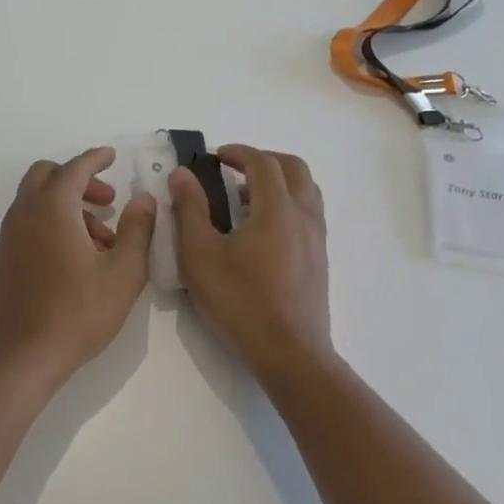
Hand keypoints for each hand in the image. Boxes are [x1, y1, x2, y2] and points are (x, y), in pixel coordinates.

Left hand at [0, 147, 155, 391]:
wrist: (19, 357)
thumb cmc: (77, 313)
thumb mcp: (123, 273)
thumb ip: (137, 230)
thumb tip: (144, 199)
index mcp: (52, 208)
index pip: (75, 168)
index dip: (96, 158)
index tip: (112, 156)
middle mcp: (24, 214)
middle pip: (47, 176)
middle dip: (79, 180)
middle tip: (107, 202)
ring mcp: (8, 237)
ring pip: (36, 202)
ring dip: (67, 206)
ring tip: (100, 241)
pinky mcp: (2, 260)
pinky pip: (28, 224)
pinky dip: (51, 223)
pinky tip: (75, 259)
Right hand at [170, 146, 334, 383]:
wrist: (289, 352)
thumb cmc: (240, 301)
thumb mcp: (200, 255)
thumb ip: (190, 210)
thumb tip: (182, 174)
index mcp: (277, 209)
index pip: (263, 163)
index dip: (238, 152)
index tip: (215, 156)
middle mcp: (304, 216)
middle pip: (294, 168)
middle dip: (264, 159)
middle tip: (234, 168)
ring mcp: (317, 238)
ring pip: (307, 190)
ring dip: (279, 181)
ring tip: (246, 198)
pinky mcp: (320, 259)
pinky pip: (309, 213)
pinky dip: (288, 203)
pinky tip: (262, 231)